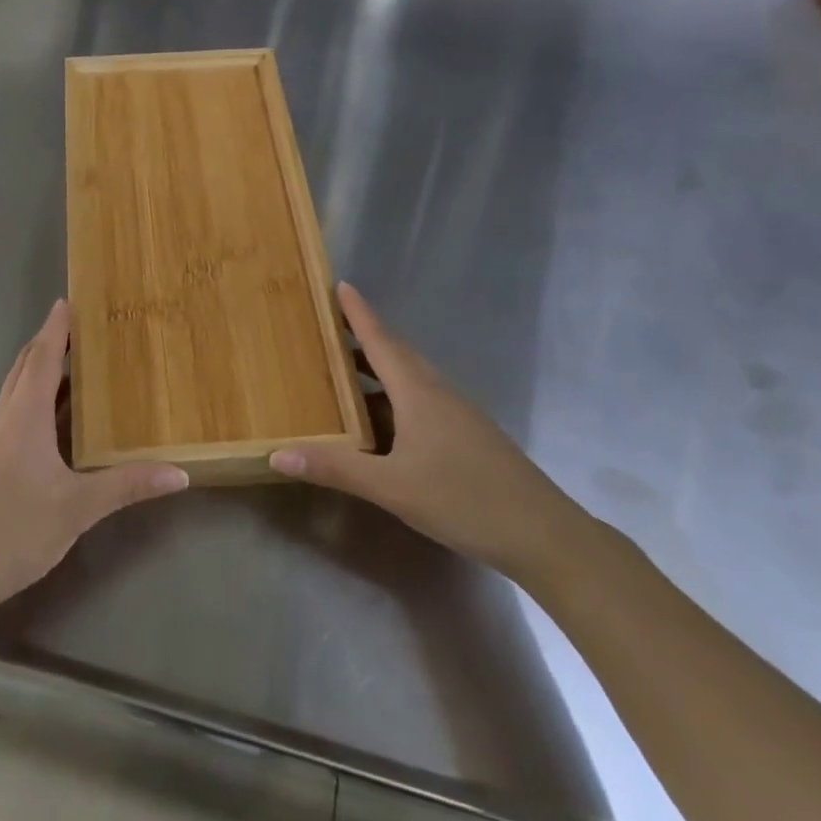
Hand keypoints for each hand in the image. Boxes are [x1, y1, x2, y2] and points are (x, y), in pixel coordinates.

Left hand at [0, 300, 189, 622]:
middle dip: (48, 344)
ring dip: (39, 372)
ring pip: (15, 393)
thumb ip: (127, 486)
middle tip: (79, 330)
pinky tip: (48, 425)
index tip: (68, 301)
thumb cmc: (13, 530)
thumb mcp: (77, 509)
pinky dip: (32, 402)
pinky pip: (12, 416)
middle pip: (24, 368)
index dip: (56, 328)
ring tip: (71, 368)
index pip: (42, 358)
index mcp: (24, 417)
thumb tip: (180, 473)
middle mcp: (3, 420)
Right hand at [271, 284, 587, 583]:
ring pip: (410, 380)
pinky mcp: (466, 437)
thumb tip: (276, 455)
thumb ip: (335, 468)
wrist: (544, 535)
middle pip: (396, 355)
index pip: (382, 341)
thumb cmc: (464, 499)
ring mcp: (456, 415)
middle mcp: (438, 393)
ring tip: (343, 373)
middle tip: (328, 328)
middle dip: (363, 338)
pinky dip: (392, 400)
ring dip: (377, 371)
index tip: (341, 285)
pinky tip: (378, 426)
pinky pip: (420, 402)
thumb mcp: (392, 487)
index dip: (359, 314)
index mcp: (419, 393)